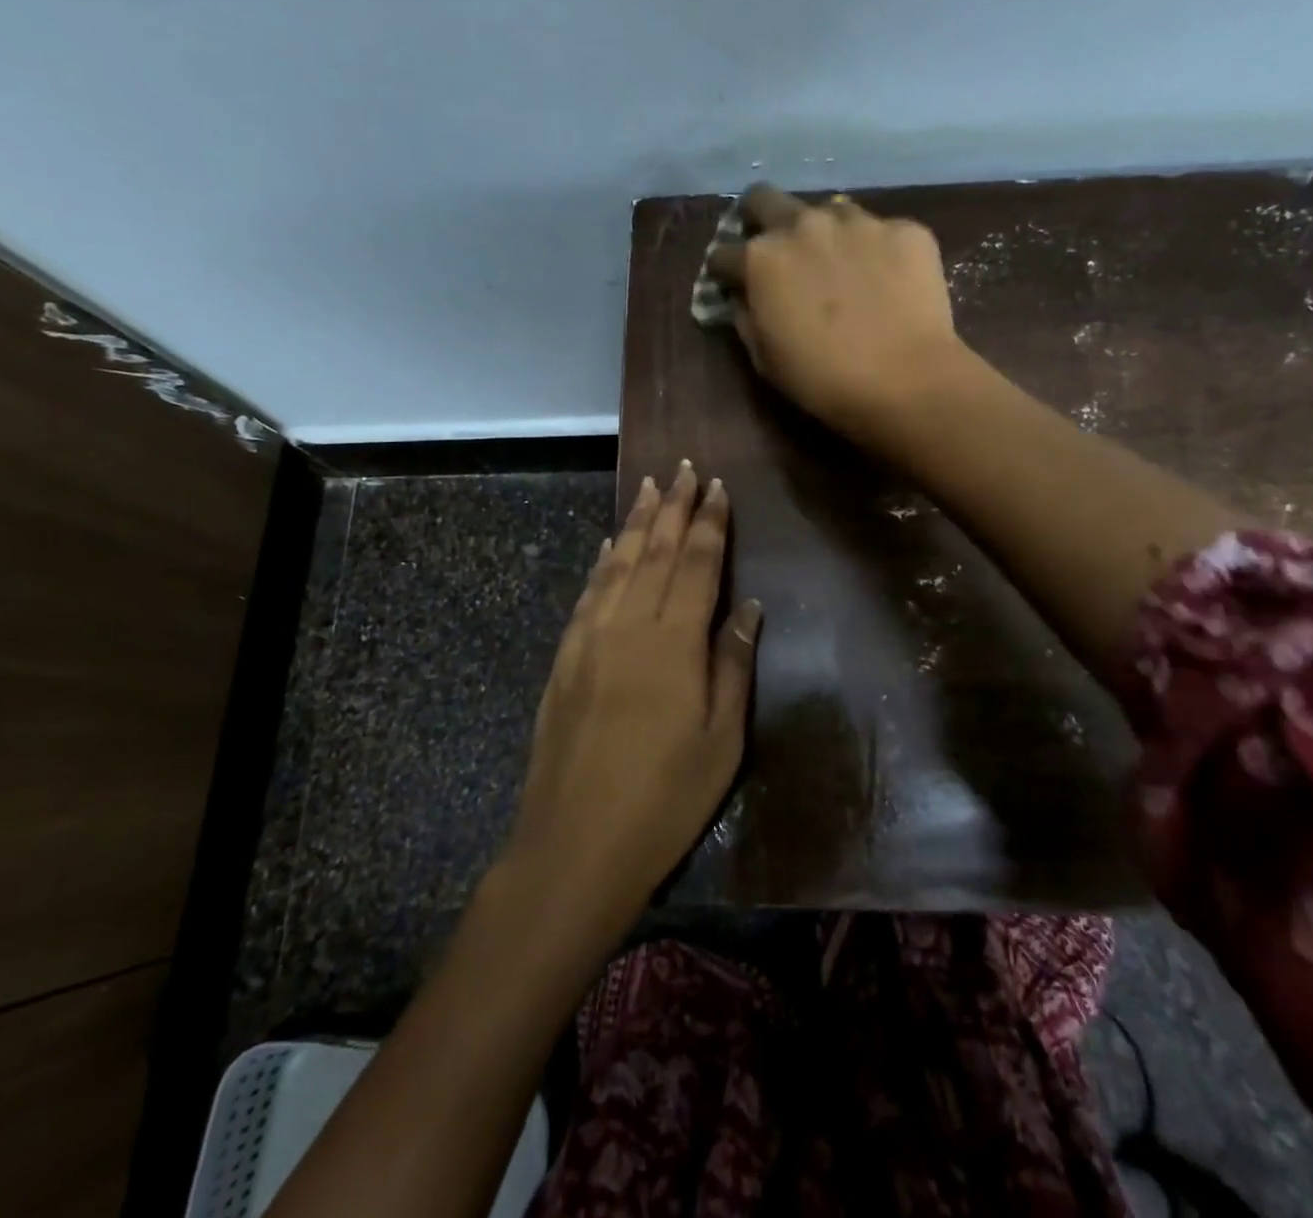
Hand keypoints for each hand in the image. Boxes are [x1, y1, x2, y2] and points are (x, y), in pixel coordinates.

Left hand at [504, 462, 760, 934]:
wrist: (575, 843)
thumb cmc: (665, 798)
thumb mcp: (722, 739)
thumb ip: (734, 664)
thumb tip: (748, 606)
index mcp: (675, 642)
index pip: (697, 564)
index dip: (709, 523)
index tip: (717, 487)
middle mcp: (630, 625)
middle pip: (656, 552)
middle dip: (673, 507)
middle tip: (684, 469)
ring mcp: (591, 639)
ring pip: (619, 563)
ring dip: (637, 522)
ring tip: (650, 487)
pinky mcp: (565, 658)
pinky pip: (588, 593)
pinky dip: (602, 561)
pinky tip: (611, 544)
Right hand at [705, 182, 968, 444]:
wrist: (906, 381)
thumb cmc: (823, 380)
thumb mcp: (765, 359)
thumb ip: (747, 317)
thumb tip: (744, 297)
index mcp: (762, 259)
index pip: (723, 253)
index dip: (725, 272)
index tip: (733, 284)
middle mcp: (804, 225)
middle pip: (764, 199)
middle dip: (759, 219)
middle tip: (774, 249)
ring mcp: (858, 222)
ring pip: (828, 210)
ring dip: (823, 232)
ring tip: (839, 265)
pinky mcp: (905, 229)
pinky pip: (881, 231)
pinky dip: (875, 251)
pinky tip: (887, 281)